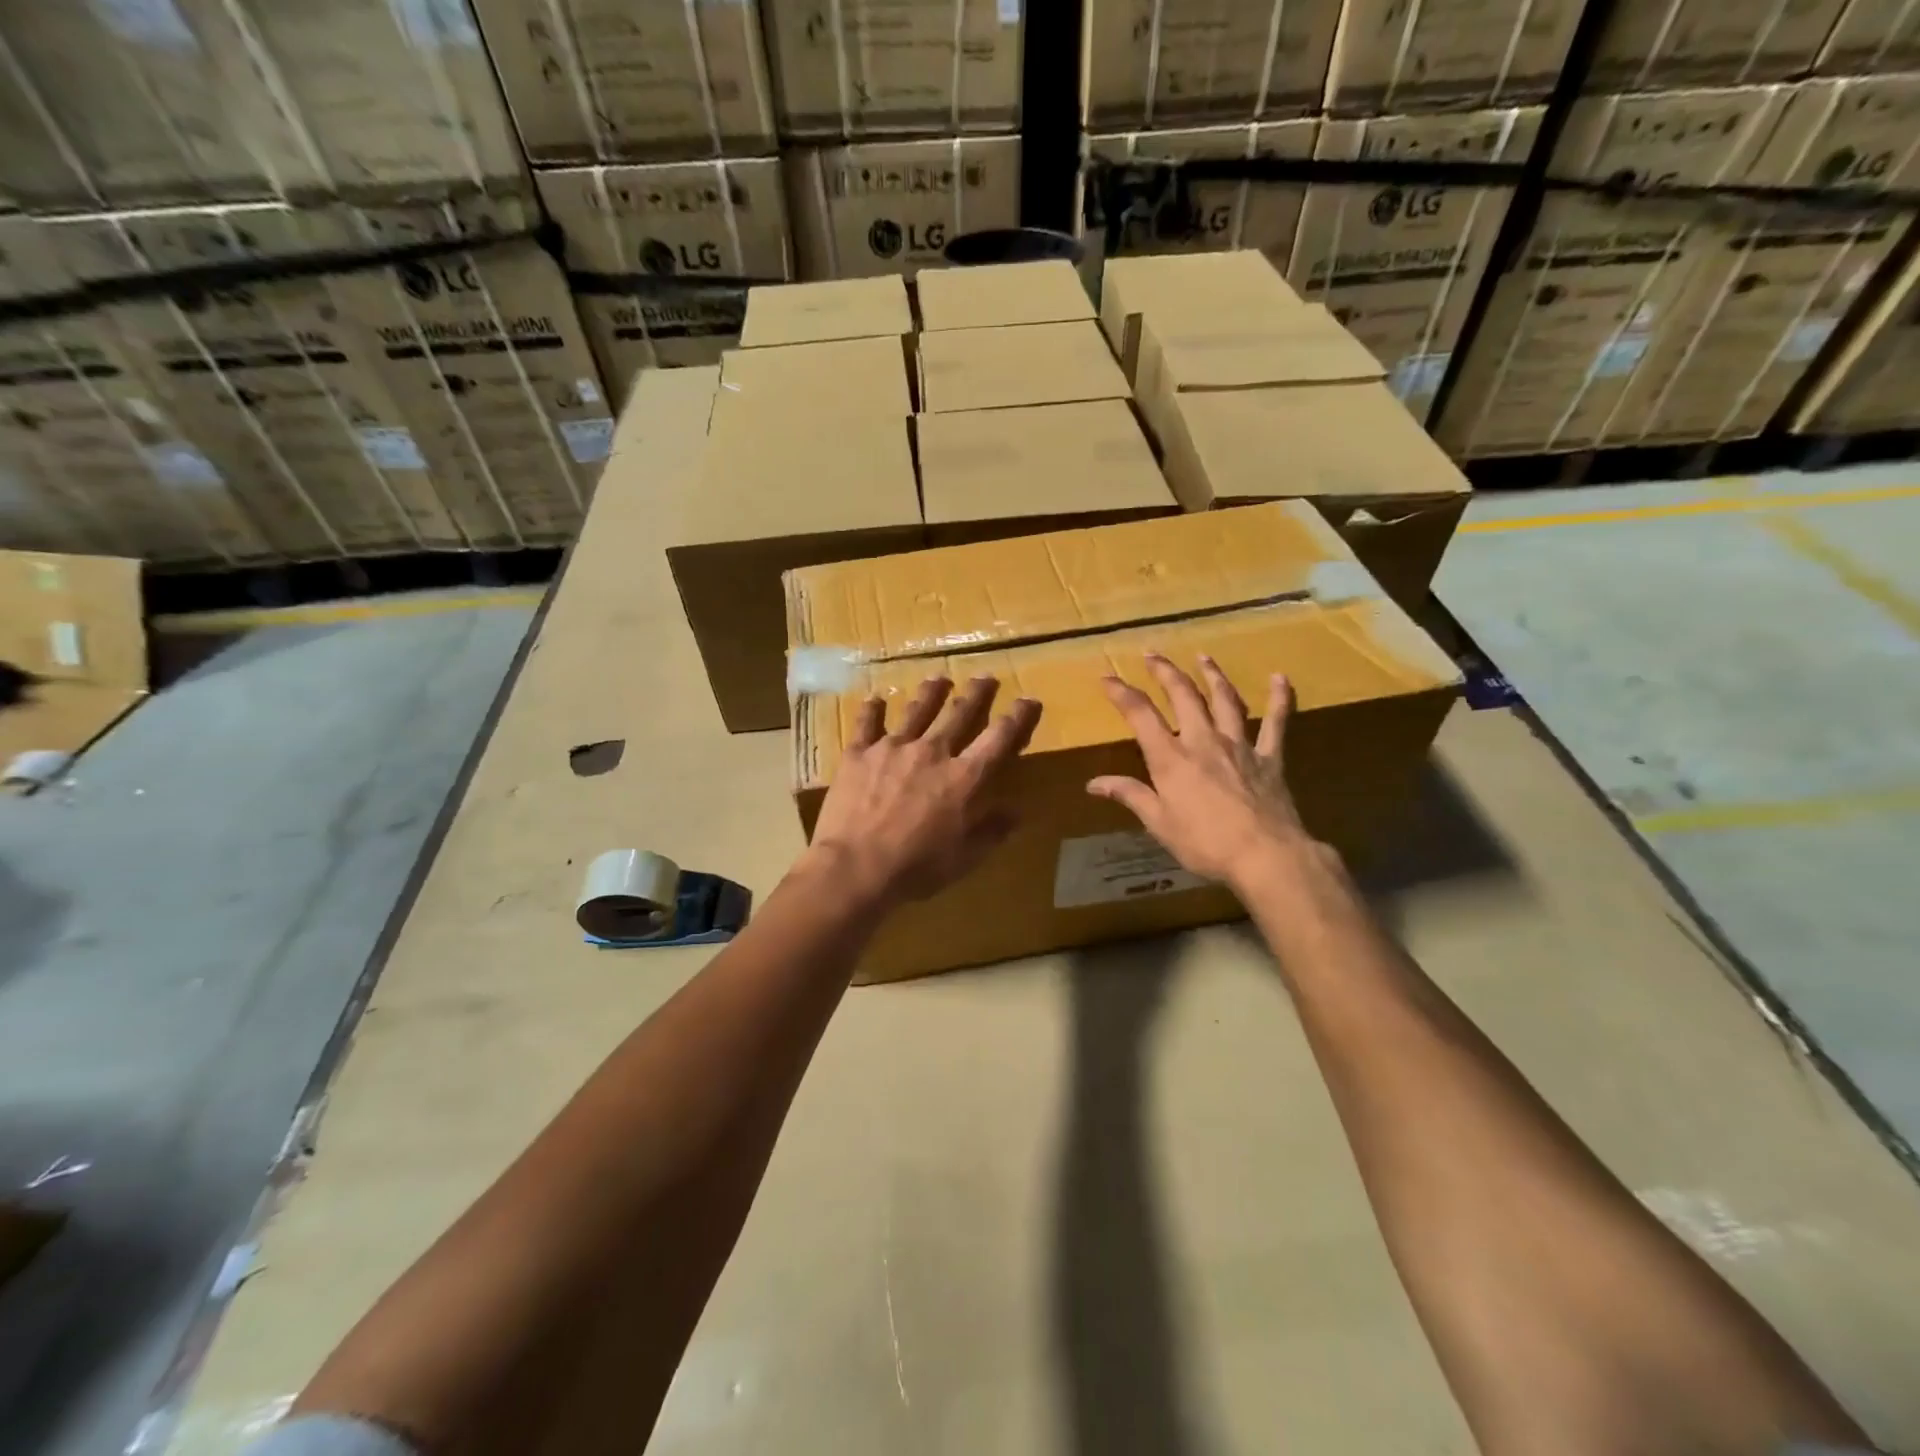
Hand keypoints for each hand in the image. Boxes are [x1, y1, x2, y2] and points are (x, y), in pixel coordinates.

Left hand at [805, 676, 1041, 908]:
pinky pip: (867, 723)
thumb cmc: (917, 867)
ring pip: (917, 710)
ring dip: (931, 693)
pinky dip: (872, 710)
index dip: (1018, 717)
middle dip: (977, 694)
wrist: (856, 865)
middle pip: (960, 713)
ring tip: (939, 679)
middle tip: (986, 677)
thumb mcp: (965, 858)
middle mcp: (933, 752)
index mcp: (964, 777)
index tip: (1028, 701)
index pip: (1000, 738)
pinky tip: (875, 699)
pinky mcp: (859, 753)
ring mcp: (893, 747)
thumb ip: (991, 830)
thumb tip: (1016, 811)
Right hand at [1088, 653, 1315, 889]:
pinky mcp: (1269, 757)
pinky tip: (1280, 678)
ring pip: (1224, 699)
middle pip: (1183, 695)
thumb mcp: (1159, 823)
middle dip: (1165, 672)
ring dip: (1212, 675)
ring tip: (1203, 656)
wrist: (1265, 855)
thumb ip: (1130, 796)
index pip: (1140, 715)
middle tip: (1152, 655)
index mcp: (1171, 758)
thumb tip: (1094, 783)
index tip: (1107, 678)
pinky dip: (1279, 698)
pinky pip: (1276, 722)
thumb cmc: (1205, 843)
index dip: (1121, 693)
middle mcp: (1203, 740)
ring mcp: (1239, 745)